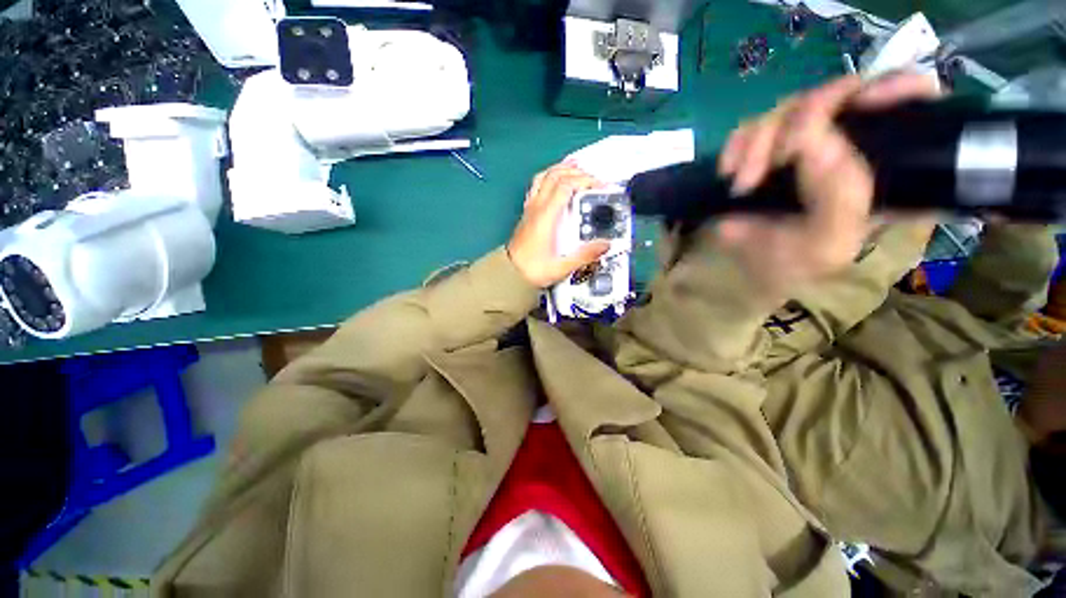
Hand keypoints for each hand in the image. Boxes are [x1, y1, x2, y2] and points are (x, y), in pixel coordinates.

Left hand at [507, 164, 610, 287]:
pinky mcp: (527, 213)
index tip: (600, 186)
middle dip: (575, 171)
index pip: (565, 186)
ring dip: (560, 169)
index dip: (584, 180)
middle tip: (592, 178)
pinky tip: (556, 182)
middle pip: (554, 175)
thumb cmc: (534, 270)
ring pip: (542, 177)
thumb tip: (605, 244)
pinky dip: (549, 177)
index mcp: (546, 217)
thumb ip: (584, 255)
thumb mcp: (562, 267)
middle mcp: (536, 208)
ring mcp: (529, 208)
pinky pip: (536, 186)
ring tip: (574, 169)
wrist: (509, 274)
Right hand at [715, 73, 940, 297]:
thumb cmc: (790, 263)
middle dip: (806, 118)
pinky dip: (737, 144)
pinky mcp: (766, 148)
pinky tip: (729, 171)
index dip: (898, 87)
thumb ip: (840, 199)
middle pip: (844, 93)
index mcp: (887, 168)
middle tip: (776, 158)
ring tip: (743, 183)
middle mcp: (850, 145)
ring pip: (791, 106)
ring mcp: (804, 143)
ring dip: (760, 141)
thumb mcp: (827, 244)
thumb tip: (819, 137)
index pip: (915, 104)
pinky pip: (752, 125)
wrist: (742, 268)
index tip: (864, 103)